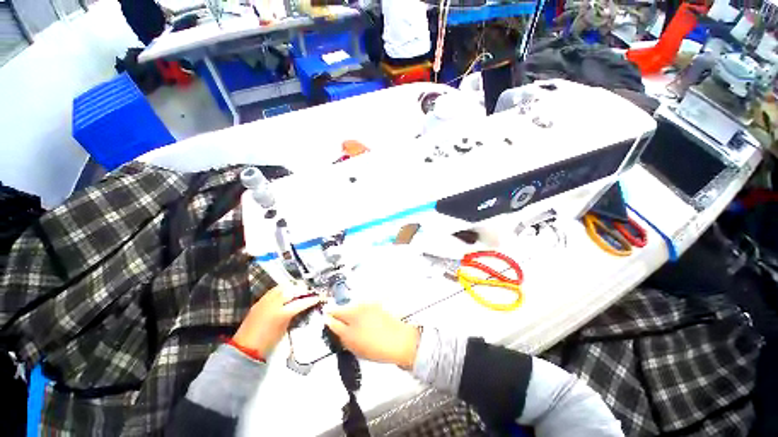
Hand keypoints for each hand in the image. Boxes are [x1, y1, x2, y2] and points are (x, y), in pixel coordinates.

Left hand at [233, 286, 321, 358]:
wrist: (245, 348)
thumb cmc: (268, 343)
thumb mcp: (285, 329)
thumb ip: (294, 315)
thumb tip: (302, 306)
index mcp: (281, 314)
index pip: (301, 302)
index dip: (311, 299)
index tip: (319, 297)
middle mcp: (273, 304)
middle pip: (292, 290)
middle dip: (303, 289)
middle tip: (310, 291)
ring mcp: (265, 301)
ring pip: (282, 287)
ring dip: (292, 287)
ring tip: (299, 290)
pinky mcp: (259, 301)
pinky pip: (274, 290)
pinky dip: (282, 289)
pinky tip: (287, 292)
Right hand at [324, 304, 419, 369]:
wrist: (399, 341)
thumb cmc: (373, 346)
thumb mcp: (350, 342)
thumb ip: (337, 329)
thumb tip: (328, 319)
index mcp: (351, 312)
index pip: (333, 310)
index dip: (329, 317)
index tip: (327, 323)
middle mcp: (359, 304)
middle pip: (344, 308)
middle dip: (340, 317)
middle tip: (343, 331)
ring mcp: (369, 304)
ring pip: (354, 309)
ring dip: (351, 316)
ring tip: (356, 331)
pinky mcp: (378, 306)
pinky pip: (364, 310)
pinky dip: (361, 316)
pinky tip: (366, 327)